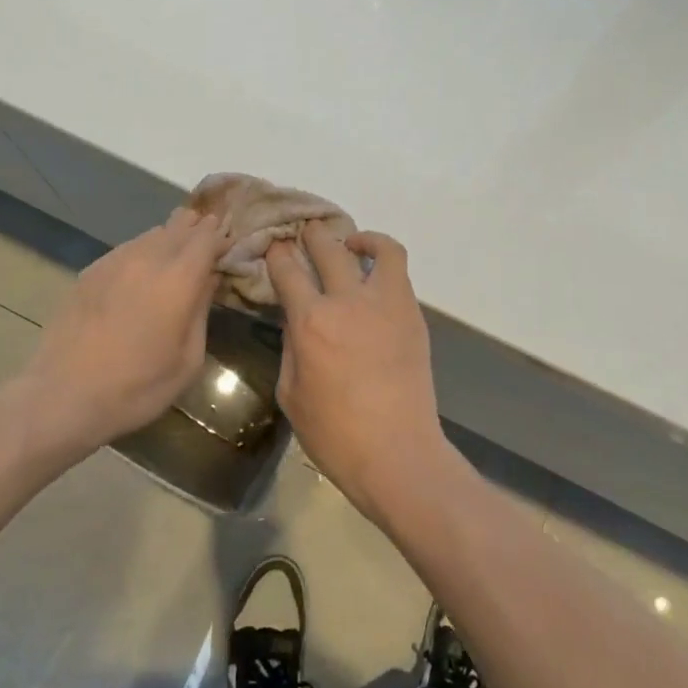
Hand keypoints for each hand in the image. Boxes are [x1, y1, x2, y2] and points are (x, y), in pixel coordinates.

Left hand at [7, 207, 231, 458]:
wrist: (62, 396)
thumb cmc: (136, 387)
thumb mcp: (187, 360)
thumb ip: (202, 311)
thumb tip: (209, 279)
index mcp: (178, 279)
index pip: (207, 237)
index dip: (221, 235)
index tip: (229, 243)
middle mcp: (148, 258)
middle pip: (179, 225)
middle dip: (197, 229)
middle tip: (208, 240)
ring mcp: (114, 261)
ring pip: (152, 234)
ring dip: (170, 238)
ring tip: (177, 253)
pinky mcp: (90, 271)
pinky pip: (126, 249)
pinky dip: (143, 251)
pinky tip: (142, 272)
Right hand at [267, 222, 448, 522]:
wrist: (398, 454)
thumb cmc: (335, 434)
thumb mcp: (291, 393)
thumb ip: (292, 346)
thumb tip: (297, 318)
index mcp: (311, 322)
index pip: (288, 269)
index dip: (277, 253)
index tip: (274, 247)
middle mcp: (348, 301)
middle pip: (328, 247)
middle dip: (312, 234)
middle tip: (306, 234)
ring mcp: (387, 304)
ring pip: (380, 248)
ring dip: (361, 239)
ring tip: (352, 244)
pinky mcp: (412, 315)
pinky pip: (399, 274)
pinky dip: (383, 264)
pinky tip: (373, 280)